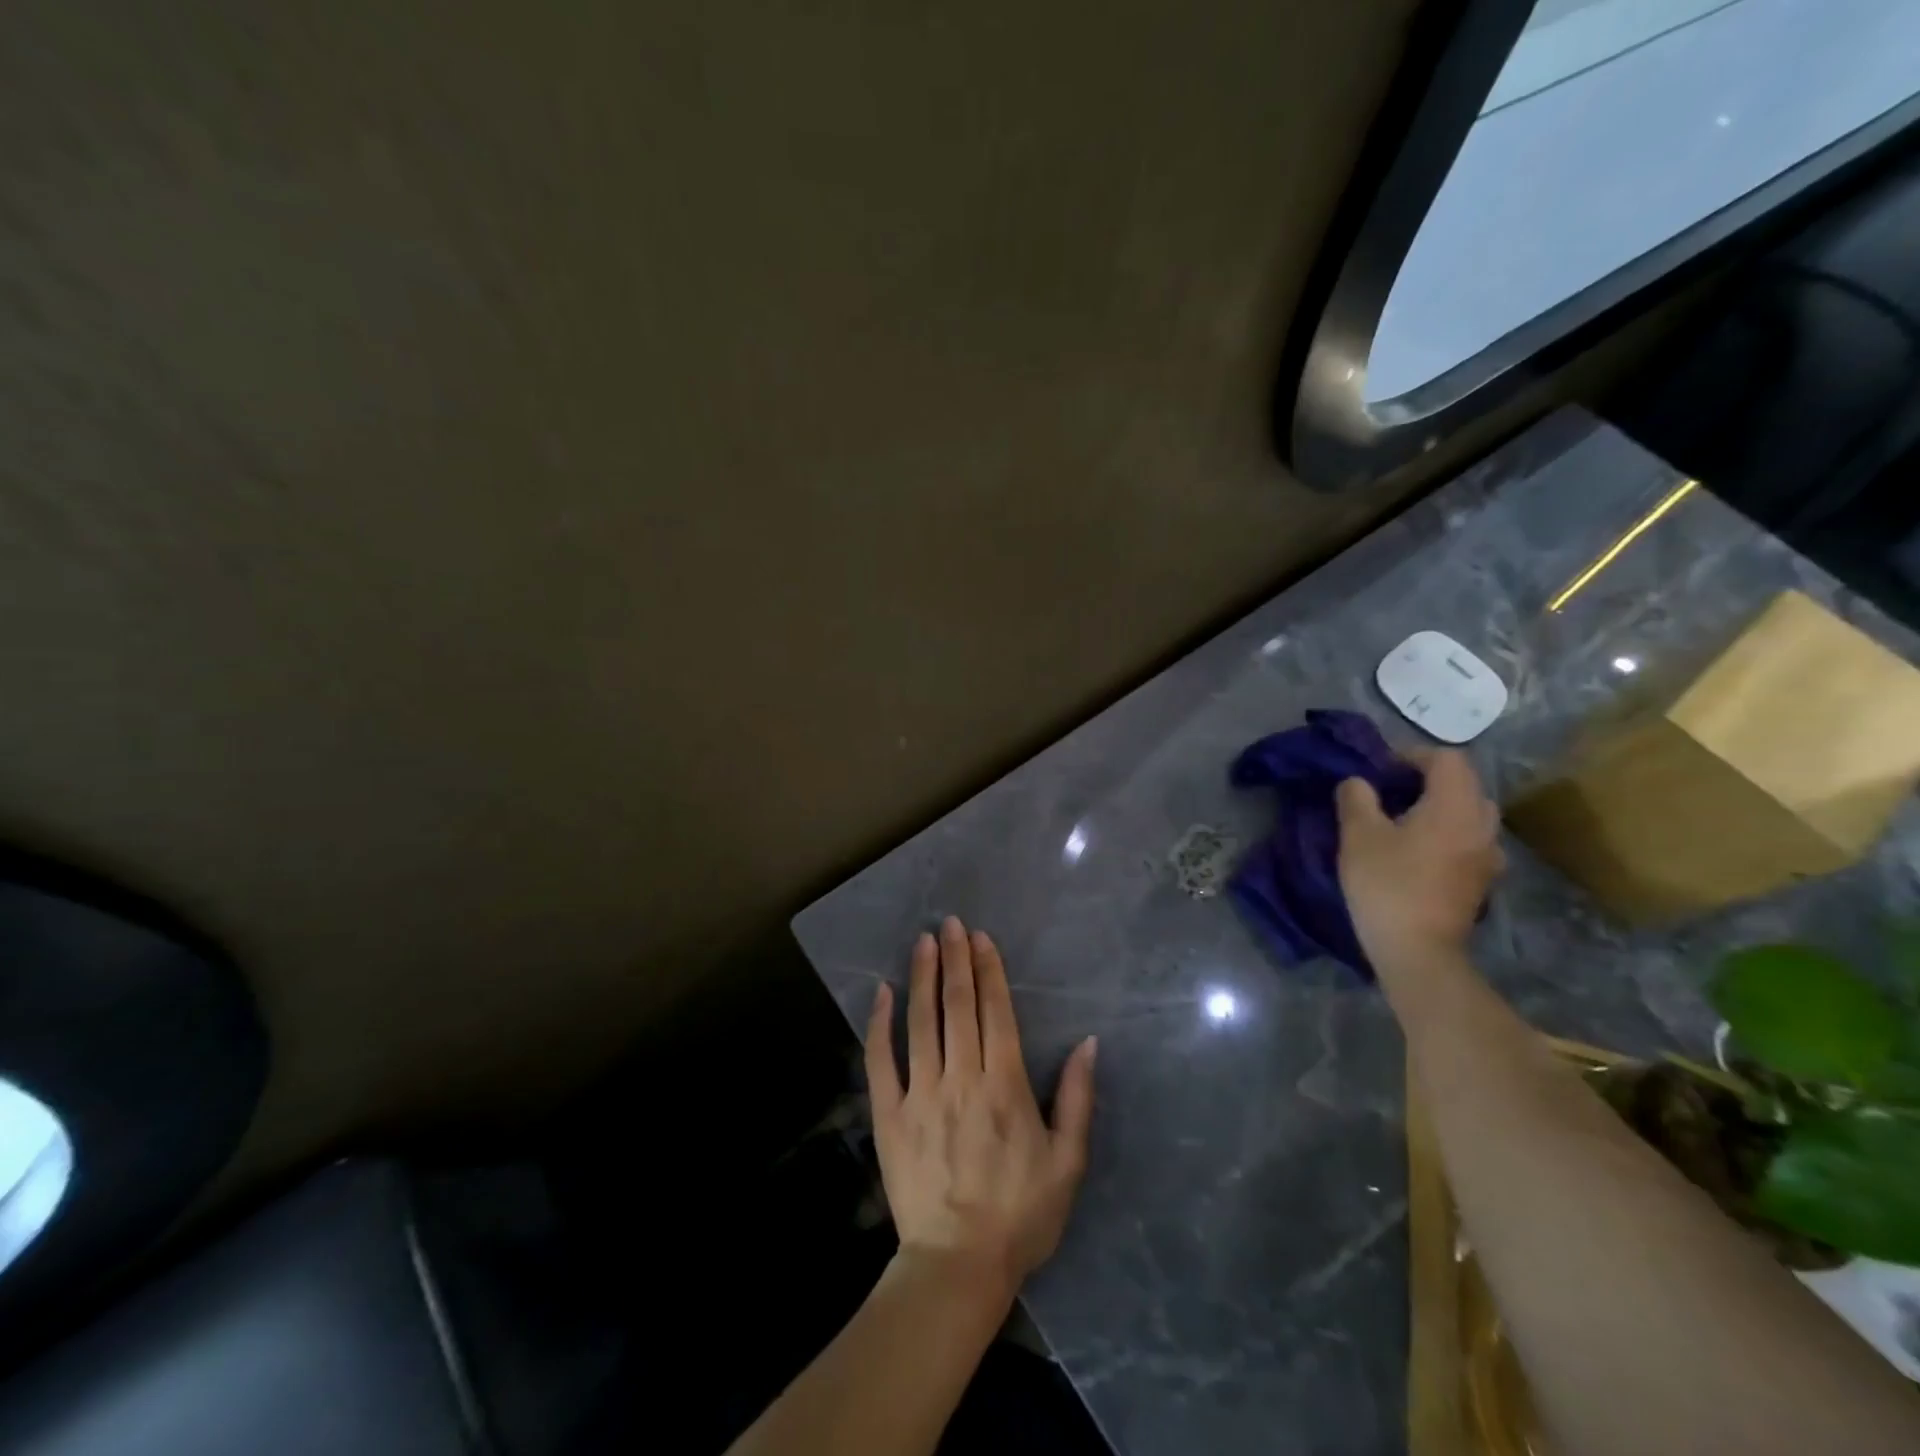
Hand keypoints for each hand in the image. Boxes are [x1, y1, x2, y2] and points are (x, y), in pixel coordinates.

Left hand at [864, 916, 1097, 1305]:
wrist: (958, 1265)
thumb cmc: (1021, 1213)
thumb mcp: (1068, 1162)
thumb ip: (1079, 1098)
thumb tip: (1089, 1043)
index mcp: (1004, 1086)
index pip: (996, 1013)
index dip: (989, 970)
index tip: (980, 938)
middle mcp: (962, 1079)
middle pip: (958, 1007)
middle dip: (955, 960)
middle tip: (949, 924)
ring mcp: (921, 1095)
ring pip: (921, 1023)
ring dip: (922, 978)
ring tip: (921, 942)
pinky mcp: (889, 1115)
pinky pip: (881, 1061)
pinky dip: (880, 1024)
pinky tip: (881, 993)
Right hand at [1336, 749, 1503, 971]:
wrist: (1418, 951)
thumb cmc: (1387, 885)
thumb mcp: (1358, 835)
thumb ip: (1357, 798)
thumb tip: (1358, 782)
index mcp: (1455, 805)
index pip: (1446, 758)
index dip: (1411, 755)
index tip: (1379, 770)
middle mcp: (1482, 824)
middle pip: (1463, 784)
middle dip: (1427, 780)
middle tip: (1389, 793)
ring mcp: (1488, 855)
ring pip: (1469, 813)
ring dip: (1438, 808)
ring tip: (1401, 822)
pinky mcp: (1483, 881)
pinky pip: (1469, 840)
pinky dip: (1446, 834)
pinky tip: (1417, 852)